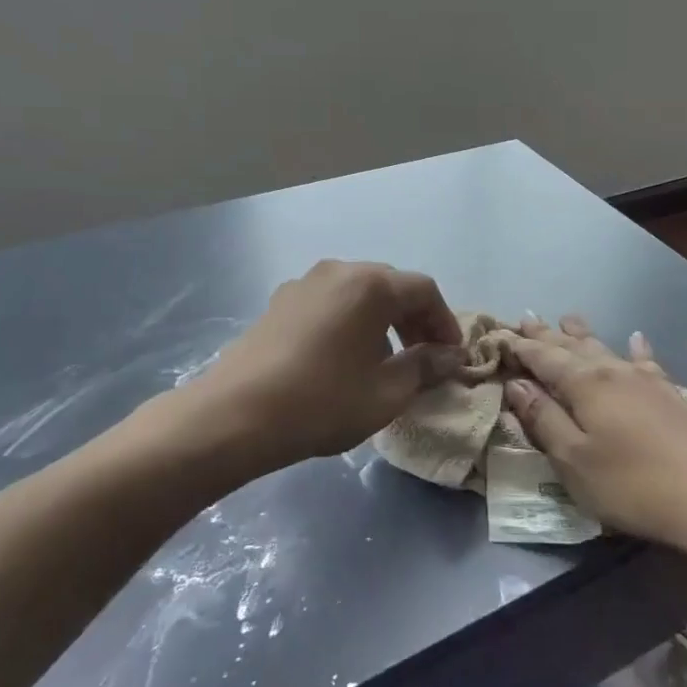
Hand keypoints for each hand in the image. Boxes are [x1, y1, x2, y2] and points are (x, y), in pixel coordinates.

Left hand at [183, 260, 462, 471]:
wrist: (234, 416)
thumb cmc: (322, 402)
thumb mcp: (386, 393)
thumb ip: (425, 367)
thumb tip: (450, 356)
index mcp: (371, 285)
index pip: (424, 291)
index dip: (445, 322)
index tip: (452, 356)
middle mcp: (339, 271)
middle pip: (391, 287)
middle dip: (414, 320)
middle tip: (424, 358)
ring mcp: (304, 283)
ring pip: (358, 293)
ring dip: (382, 321)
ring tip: (385, 361)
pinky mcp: (279, 302)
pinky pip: (330, 303)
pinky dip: (350, 322)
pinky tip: (344, 358)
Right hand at [500, 315, 686, 550]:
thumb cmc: (630, 483)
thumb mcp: (573, 459)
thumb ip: (543, 419)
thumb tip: (517, 384)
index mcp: (584, 384)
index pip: (543, 358)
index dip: (521, 347)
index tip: (500, 335)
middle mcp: (612, 371)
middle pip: (572, 347)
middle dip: (546, 334)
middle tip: (526, 317)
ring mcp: (644, 380)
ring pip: (605, 348)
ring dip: (583, 334)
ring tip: (568, 318)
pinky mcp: (670, 394)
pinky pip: (646, 361)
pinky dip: (636, 348)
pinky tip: (636, 338)